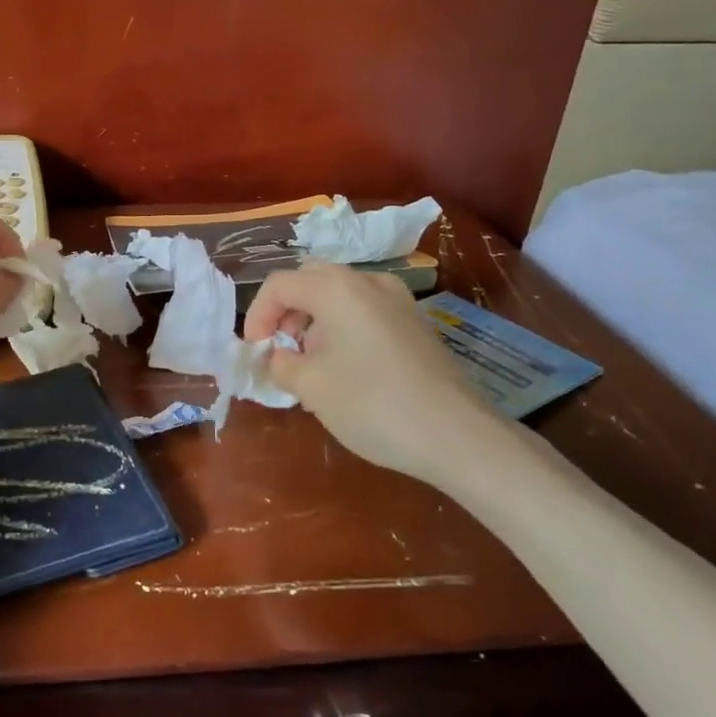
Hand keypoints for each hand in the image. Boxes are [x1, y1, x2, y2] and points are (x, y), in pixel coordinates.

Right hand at [245, 263, 500, 486]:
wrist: (459, 436)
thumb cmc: (374, 404)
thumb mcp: (311, 387)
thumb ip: (281, 363)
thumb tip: (277, 356)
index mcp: (335, 287)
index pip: (278, 285)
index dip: (257, 316)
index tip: (256, 352)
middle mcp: (367, 281)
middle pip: (310, 280)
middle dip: (286, 312)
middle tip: (281, 349)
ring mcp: (398, 300)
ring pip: (339, 294)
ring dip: (314, 319)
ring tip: (311, 363)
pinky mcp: (416, 322)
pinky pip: (365, 310)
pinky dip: (343, 327)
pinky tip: (347, 368)